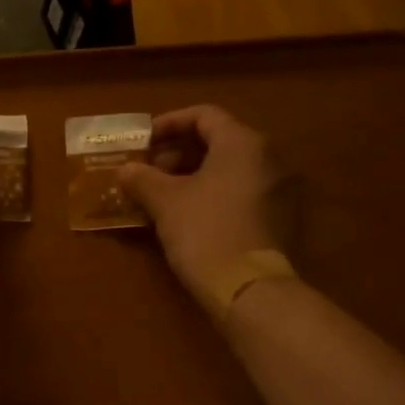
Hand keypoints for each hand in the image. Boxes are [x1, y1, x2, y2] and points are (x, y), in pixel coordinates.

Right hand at [118, 106, 292, 302]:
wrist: (249, 288)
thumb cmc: (205, 230)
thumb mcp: (164, 201)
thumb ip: (142, 178)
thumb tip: (125, 169)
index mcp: (242, 143)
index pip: (204, 115)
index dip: (169, 124)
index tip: (142, 142)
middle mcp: (268, 158)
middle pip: (218, 142)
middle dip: (177, 154)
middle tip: (147, 171)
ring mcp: (279, 190)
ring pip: (229, 170)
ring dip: (192, 176)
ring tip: (160, 196)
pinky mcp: (279, 219)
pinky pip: (239, 193)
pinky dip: (211, 195)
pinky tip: (186, 216)